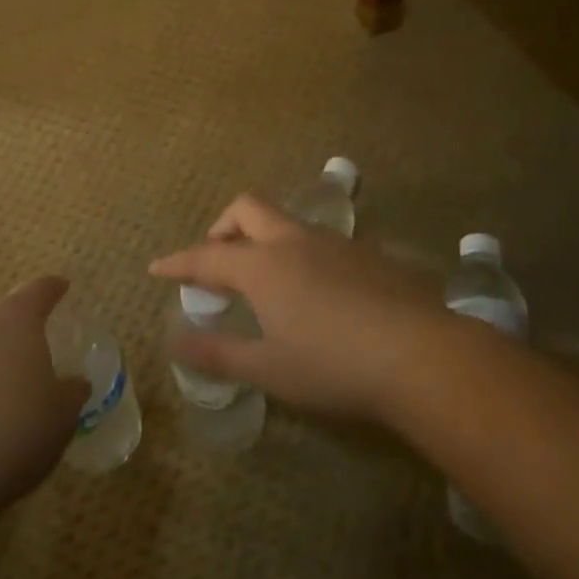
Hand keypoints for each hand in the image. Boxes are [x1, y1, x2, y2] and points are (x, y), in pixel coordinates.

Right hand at [150, 194, 450, 423]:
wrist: (421, 356)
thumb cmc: (333, 365)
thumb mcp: (268, 369)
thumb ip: (218, 354)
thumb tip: (176, 341)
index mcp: (262, 265)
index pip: (207, 256)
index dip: (178, 262)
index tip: (157, 267)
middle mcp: (294, 241)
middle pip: (247, 209)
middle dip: (223, 227)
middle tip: (215, 259)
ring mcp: (335, 242)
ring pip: (287, 222)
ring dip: (264, 238)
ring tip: (264, 278)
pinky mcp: (368, 253)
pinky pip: (319, 241)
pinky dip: (299, 253)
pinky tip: (315, 291)